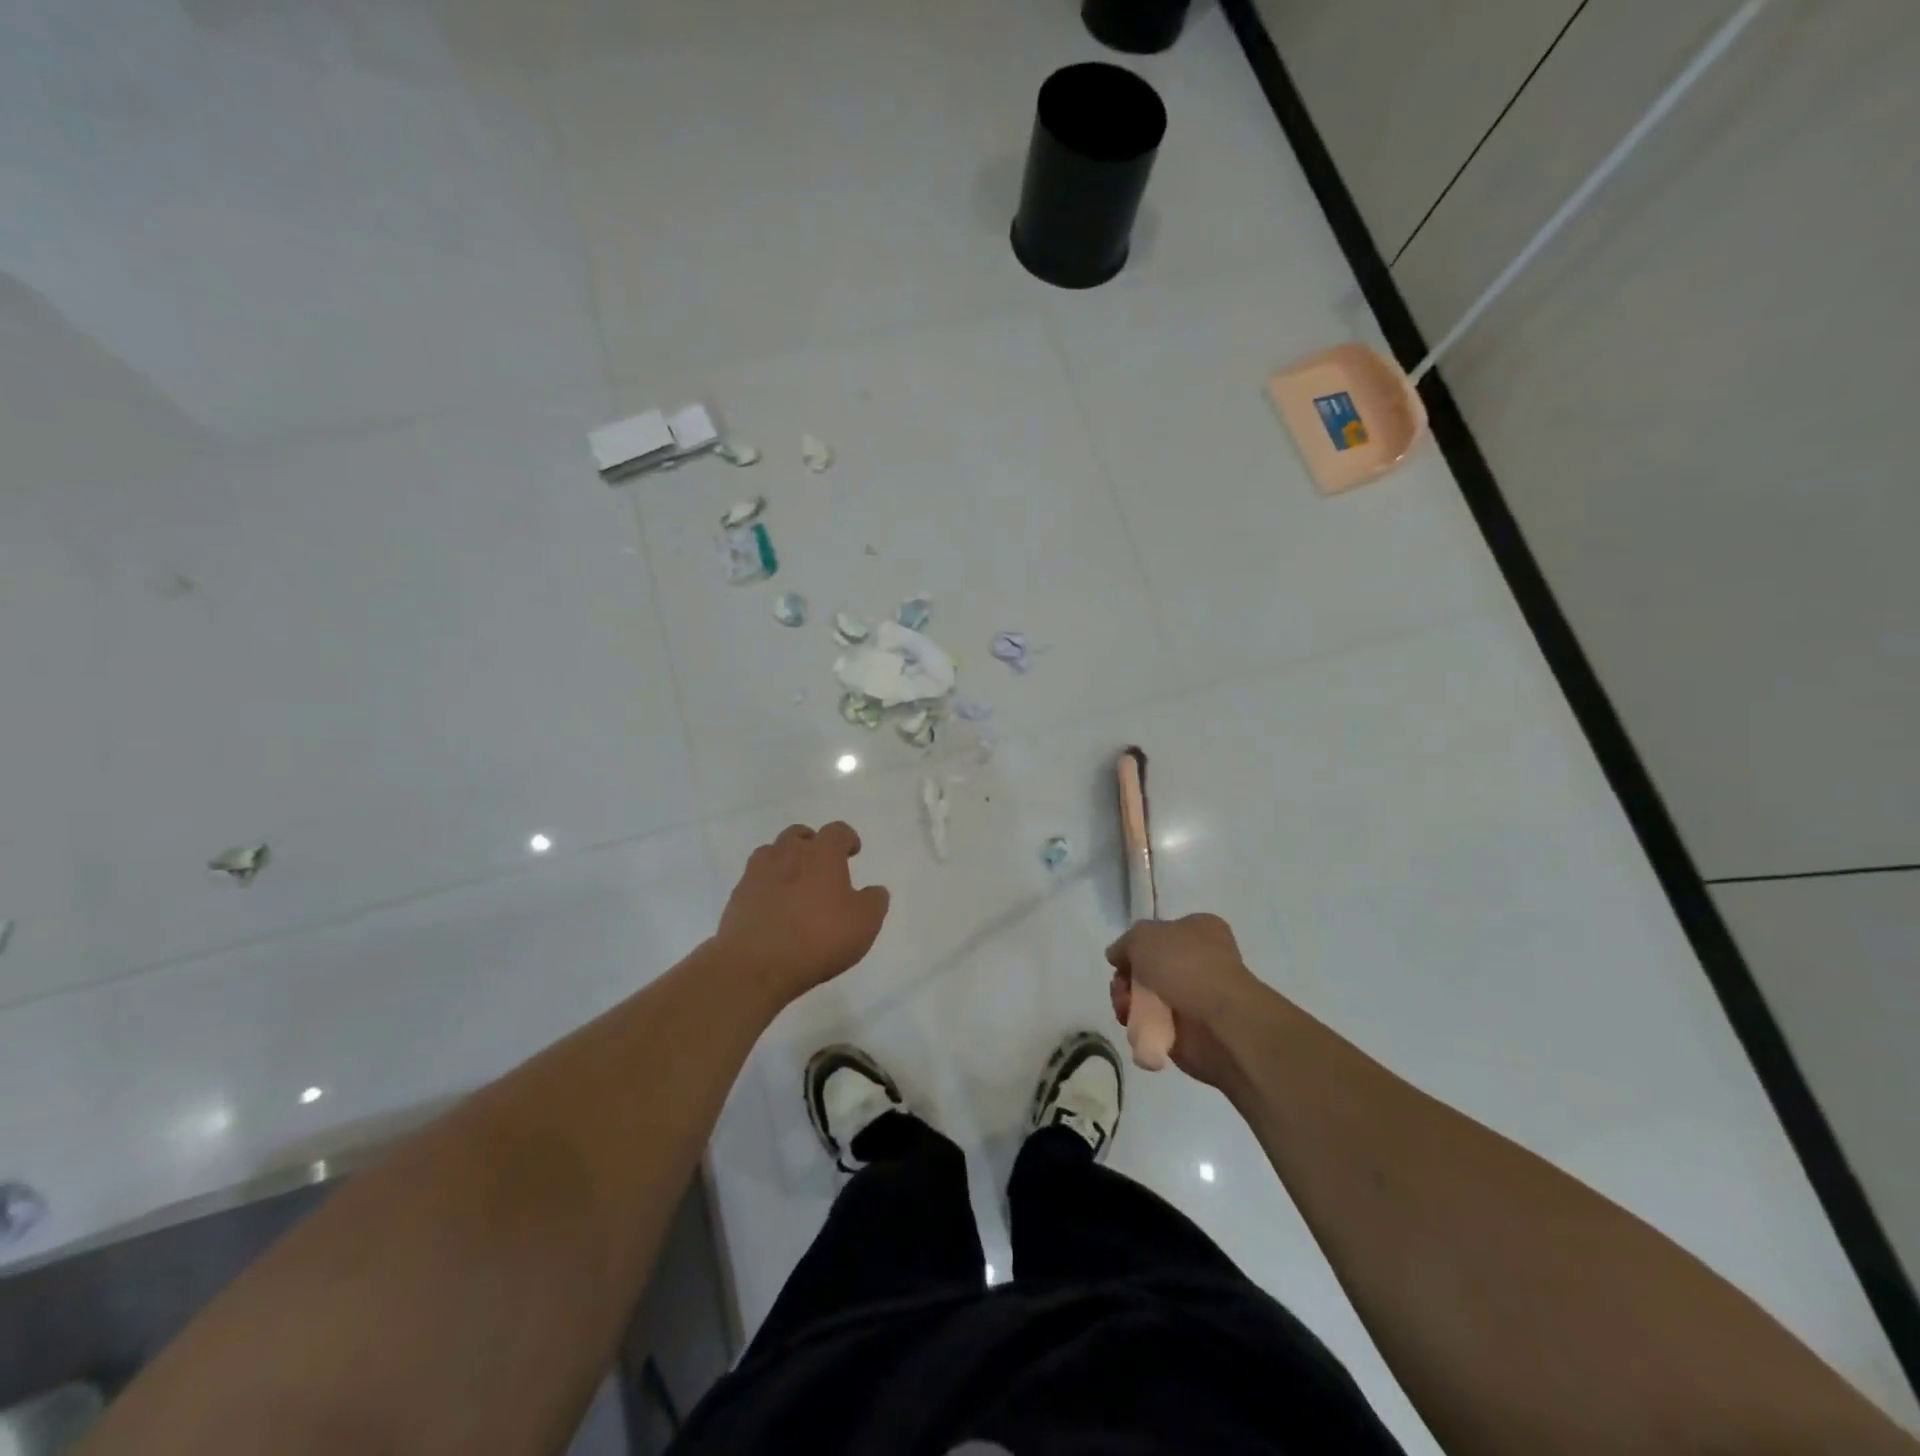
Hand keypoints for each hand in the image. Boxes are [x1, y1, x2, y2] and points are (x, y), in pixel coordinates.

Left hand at [714, 822, 890, 1007]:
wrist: (755, 964)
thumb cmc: (819, 937)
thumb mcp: (864, 923)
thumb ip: (874, 901)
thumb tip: (875, 890)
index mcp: (822, 854)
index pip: (836, 831)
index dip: (847, 838)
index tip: (852, 850)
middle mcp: (788, 854)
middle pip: (798, 835)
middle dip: (811, 844)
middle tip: (821, 863)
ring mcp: (757, 874)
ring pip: (771, 853)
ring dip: (784, 861)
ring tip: (794, 882)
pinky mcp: (737, 897)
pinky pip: (754, 881)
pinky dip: (766, 886)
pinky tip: (774, 907)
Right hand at [1106, 914, 1268, 1089]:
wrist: (1218, 1021)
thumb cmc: (1184, 965)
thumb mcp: (1143, 936)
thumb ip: (1125, 943)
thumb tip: (1117, 956)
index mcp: (1199, 931)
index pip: (1160, 933)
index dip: (1136, 945)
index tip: (1121, 959)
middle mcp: (1198, 962)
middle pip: (1148, 967)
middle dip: (1127, 978)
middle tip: (1121, 986)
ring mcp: (1194, 997)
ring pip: (1146, 997)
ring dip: (1129, 1002)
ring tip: (1126, 1009)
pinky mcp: (1188, 1031)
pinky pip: (1153, 1025)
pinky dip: (1141, 1026)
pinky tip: (1136, 1025)